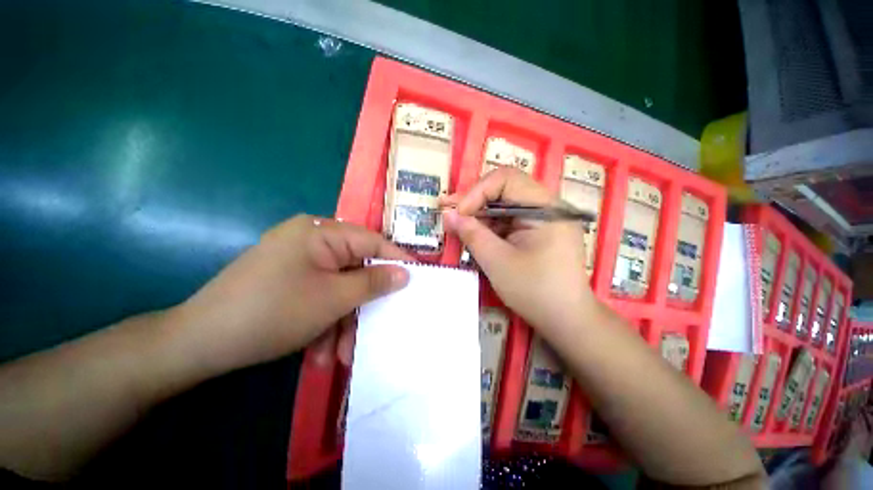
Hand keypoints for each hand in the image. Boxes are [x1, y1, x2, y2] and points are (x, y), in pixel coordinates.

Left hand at [169, 215, 410, 373]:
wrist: (198, 344)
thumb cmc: (273, 312)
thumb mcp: (333, 298)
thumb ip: (374, 282)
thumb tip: (405, 272)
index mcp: (320, 233)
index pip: (372, 241)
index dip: (397, 260)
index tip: (417, 277)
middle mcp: (312, 241)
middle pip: (355, 269)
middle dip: (363, 303)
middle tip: (375, 328)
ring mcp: (300, 261)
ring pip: (339, 288)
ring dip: (343, 321)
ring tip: (341, 354)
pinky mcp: (290, 280)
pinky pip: (320, 296)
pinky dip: (325, 322)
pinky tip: (321, 350)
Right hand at [442, 168, 597, 341]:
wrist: (566, 320)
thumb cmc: (535, 291)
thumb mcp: (497, 262)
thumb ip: (471, 234)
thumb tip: (447, 214)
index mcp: (545, 207)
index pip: (506, 179)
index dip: (476, 192)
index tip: (458, 214)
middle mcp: (547, 206)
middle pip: (504, 189)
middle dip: (474, 201)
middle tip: (449, 214)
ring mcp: (543, 219)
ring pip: (504, 205)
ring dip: (479, 215)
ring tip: (457, 227)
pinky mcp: (536, 231)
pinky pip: (508, 220)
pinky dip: (489, 227)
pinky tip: (475, 236)